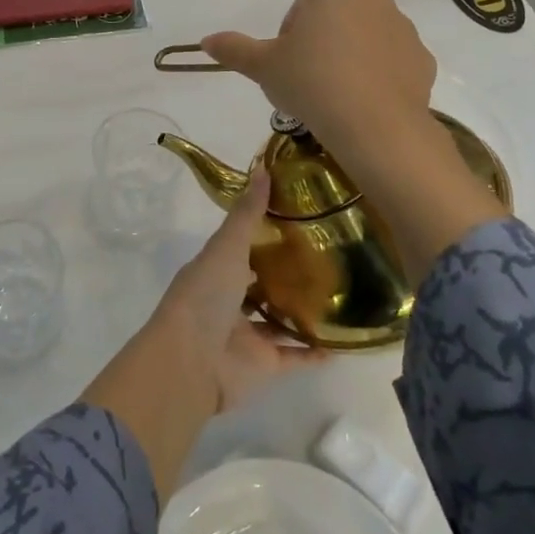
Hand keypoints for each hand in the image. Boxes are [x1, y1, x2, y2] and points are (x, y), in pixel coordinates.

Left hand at [82, 171, 323, 496]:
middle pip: (262, 285)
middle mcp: (230, 301)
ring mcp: (247, 335)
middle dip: (287, 274)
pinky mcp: (265, 366)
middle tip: (330, 255)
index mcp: (215, 271)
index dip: (266, 235)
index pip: (242, 249)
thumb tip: (264, 167)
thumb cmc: (204, 296)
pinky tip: (343, 340)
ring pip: (279, 321)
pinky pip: (295, 356)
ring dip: (303, 313)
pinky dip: (316, 351)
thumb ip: (246, 214)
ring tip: (342, 294)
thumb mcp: (226, 247)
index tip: (300, 218)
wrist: (191, 362)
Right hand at [202, 0, 436, 157]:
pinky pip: (390, 64)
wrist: (375, 125)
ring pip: (363, 41)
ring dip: (348, 61)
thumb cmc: (311, 82)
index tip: (287, 67)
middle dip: (320, 46)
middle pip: (334, 20)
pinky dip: (376, 79)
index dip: (289, 39)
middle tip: (307, 83)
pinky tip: (361, 105)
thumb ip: (234, 49)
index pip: (301, 8)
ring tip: (334, 98)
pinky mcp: (423, 59)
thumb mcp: (263, 66)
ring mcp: (403, 28)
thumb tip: (205, 41)